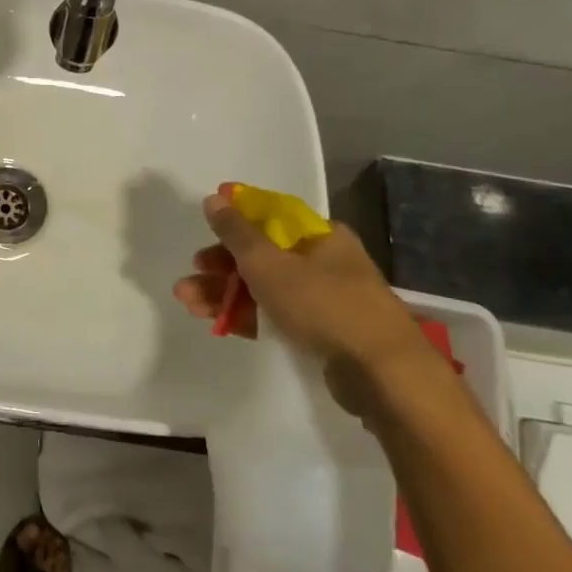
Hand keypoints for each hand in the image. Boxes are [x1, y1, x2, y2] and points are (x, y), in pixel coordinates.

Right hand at [173, 193, 442, 416]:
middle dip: (221, 263)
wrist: (383, 374)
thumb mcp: (268, 263)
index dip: (235, 217)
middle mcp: (324, 261)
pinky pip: (276, 315)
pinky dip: (246, 315)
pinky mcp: (322, 333)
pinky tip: (217, 322)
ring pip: (264, 287)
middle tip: (193, 271)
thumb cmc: (323, 304)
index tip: (206, 224)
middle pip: (262, 253)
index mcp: (318, 235)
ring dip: (224, 292)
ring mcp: (324, 298)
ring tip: (188, 302)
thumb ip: (237, 232)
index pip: (270, 215)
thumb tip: (215, 197)